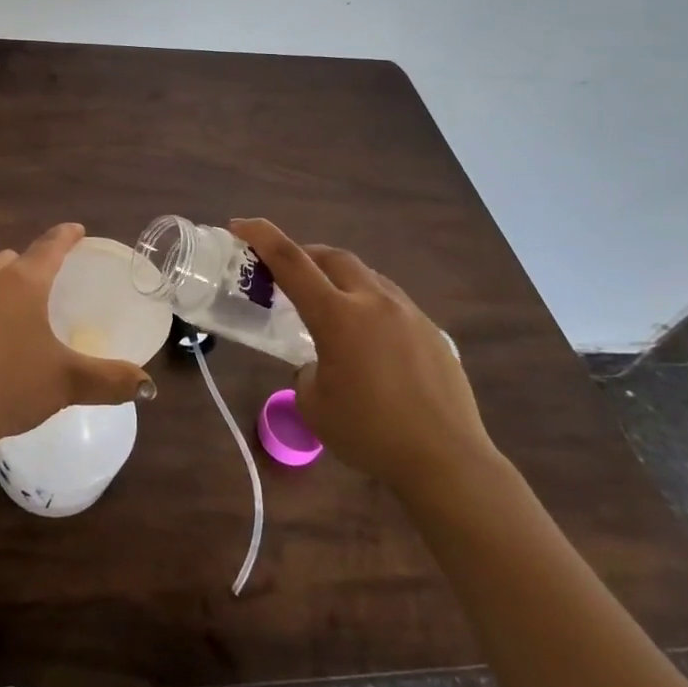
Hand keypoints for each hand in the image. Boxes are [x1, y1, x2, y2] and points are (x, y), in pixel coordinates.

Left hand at [0, 223, 155, 455]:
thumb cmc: (10, 384)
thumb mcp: (67, 382)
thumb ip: (110, 380)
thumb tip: (146, 385)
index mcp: (23, 282)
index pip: (50, 246)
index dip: (66, 236)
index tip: (77, 229)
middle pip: (16, 258)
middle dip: (36, 261)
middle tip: (55, 277)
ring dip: (10, 284)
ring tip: (28, 308)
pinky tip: (0, 338)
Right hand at [230, 218, 498, 503]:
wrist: (448, 461)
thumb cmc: (370, 434)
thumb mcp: (314, 405)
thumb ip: (307, 370)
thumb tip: (320, 363)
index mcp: (337, 315)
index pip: (291, 261)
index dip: (261, 236)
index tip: (239, 224)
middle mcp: (373, 301)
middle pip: (331, 257)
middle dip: (304, 255)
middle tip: (286, 273)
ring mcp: (408, 313)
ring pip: (365, 276)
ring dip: (339, 278)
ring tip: (329, 306)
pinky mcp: (432, 331)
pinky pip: (392, 302)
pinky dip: (369, 305)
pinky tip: (369, 340)